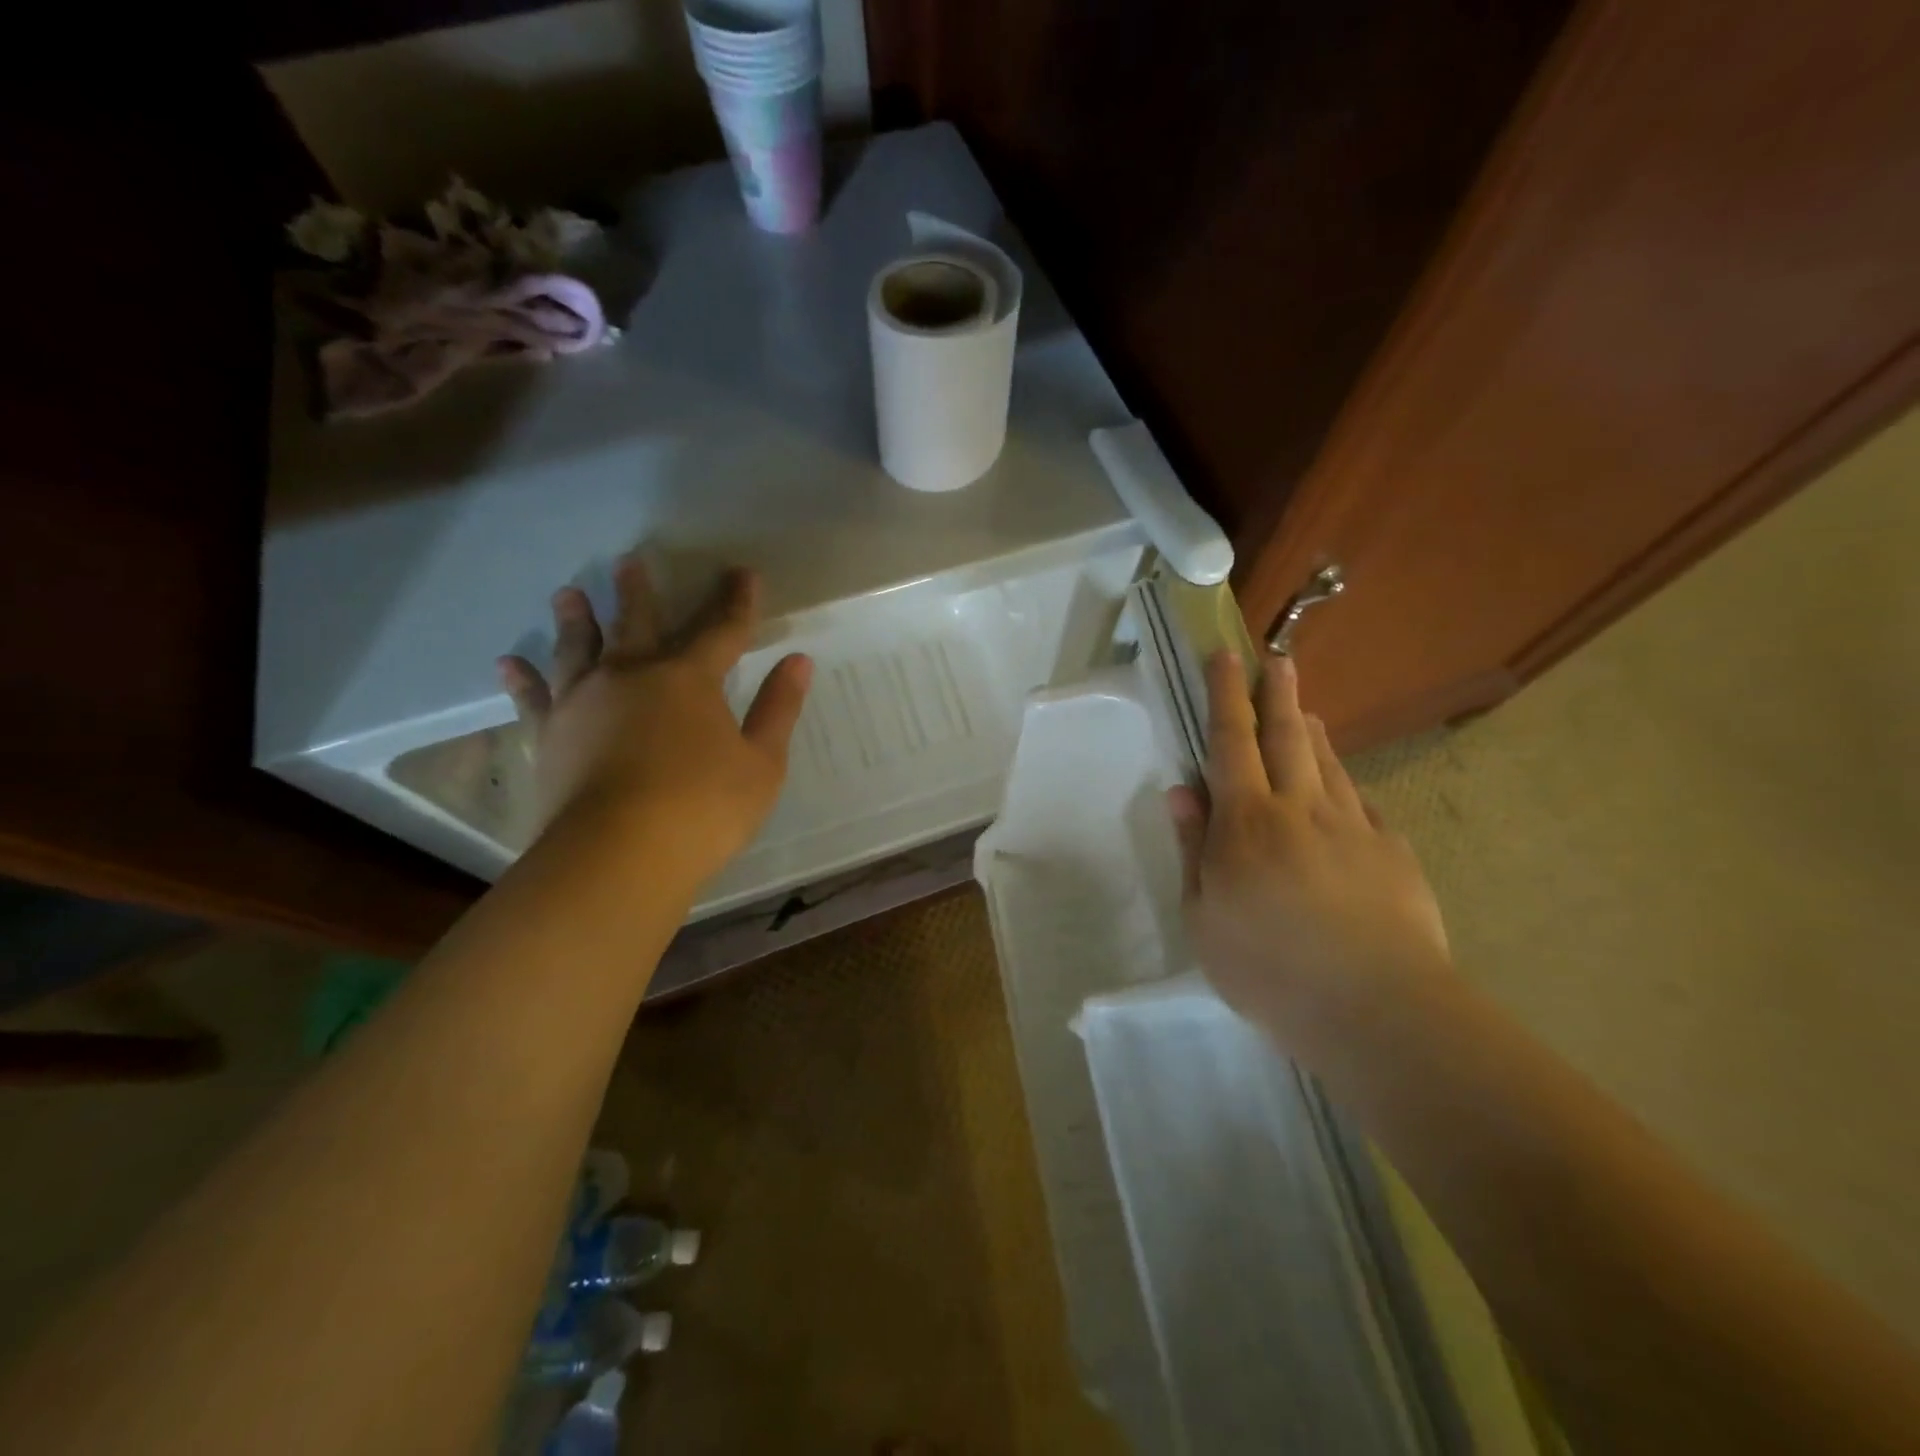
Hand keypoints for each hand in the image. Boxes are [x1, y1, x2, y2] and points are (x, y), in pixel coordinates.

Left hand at [498, 557, 811, 888]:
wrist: (617, 854)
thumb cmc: (703, 809)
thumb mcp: (762, 764)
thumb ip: (778, 709)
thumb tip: (798, 661)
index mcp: (690, 679)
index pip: (721, 629)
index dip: (736, 601)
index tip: (742, 573)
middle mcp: (632, 676)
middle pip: (638, 624)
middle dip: (639, 593)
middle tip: (630, 561)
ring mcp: (584, 702)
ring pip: (579, 648)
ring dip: (576, 619)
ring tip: (567, 593)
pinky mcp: (549, 735)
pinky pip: (533, 698)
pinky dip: (522, 679)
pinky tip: (508, 662)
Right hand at [1167, 652, 1451, 1038]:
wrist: (1374, 1008)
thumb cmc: (1268, 967)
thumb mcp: (1203, 915)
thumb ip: (1194, 848)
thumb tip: (1181, 791)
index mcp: (1247, 821)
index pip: (1230, 742)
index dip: (1225, 696)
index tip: (1226, 656)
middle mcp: (1300, 809)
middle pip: (1287, 737)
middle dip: (1278, 695)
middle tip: (1278, 661)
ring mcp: (1352, 828)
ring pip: (1327, 764)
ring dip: (1312, 732)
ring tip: (1304, 711)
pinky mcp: (1391, 853)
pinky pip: (1360, 805)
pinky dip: (1344, 788)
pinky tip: (1342, 793)